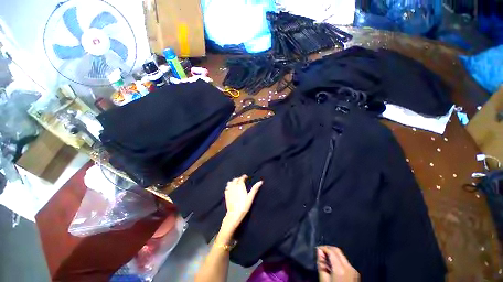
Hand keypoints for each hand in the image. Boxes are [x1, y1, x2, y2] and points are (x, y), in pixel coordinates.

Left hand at [220, 175, 262, 237]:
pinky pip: (227, 187)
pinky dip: (229, 186)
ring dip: (233, 182)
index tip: (246, 177)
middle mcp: (234, 186)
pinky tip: (231, 189)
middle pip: (235, 179)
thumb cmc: (244, 206)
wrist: (234, 214)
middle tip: (242, 180)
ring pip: (230, 182)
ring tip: (236, 184)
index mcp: (240, 186)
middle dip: (239, 179)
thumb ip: (255, 189)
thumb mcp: (251, 197)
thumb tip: (260, 182)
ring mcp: (229, 190)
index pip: (241, 178)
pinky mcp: (226, 195)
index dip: (243, 176)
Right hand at [317, 246, 359, 281]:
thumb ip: (321, 264)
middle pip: (337, 250)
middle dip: (328, 249)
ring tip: (325, 260)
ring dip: (333, 254)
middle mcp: (349, 267)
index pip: (331, 251)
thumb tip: (319, 251)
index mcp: (340, 269)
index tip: (317, 250)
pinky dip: (338, 260)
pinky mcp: (355, 273)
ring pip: (341, 256)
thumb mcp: (323, 280)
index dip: (323, 248)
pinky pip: (345, 262)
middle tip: (320, 253)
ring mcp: (353, 270)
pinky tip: (332, 267)